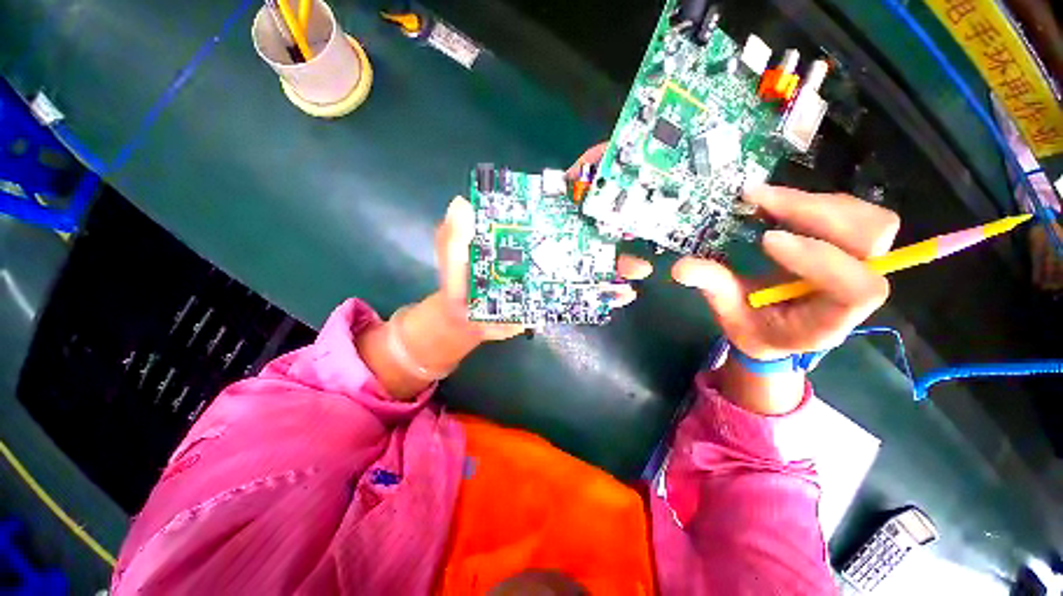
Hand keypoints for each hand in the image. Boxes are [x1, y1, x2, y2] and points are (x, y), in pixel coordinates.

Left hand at [432, 149, 651, 341]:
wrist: (468, 320)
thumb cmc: (460, 284)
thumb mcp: (452, 255)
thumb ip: (453, 235)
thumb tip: (462, 204)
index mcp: (527, 228)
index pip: (556, 197)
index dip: (581, 178)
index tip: (611, 160)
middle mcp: (547, 245)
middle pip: (585, 227)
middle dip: (615, 221)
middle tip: (643, 218)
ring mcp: (555, 271)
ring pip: (592, 261)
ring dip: (618, 262)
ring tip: (640, 266)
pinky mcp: (558, 295)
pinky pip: (585, 292)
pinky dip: (605, 293)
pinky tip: (623, 295)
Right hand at [672, 186, 899, 359]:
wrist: (777, 331)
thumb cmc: (756, 329)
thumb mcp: (730, 317)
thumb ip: (713, 289)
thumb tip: (680, 268)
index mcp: (832, 318)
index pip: (856, 288)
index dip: (820, 260)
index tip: (765, 240)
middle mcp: (858, 288)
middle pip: (873, 237)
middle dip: (816, 213)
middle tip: (759, 201)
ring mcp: (859, 263)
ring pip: (869, 218)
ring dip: (812, 201)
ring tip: (762, 198)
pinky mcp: (848, 245)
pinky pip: (850, 211)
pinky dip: (810, 200)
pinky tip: (774, 202)